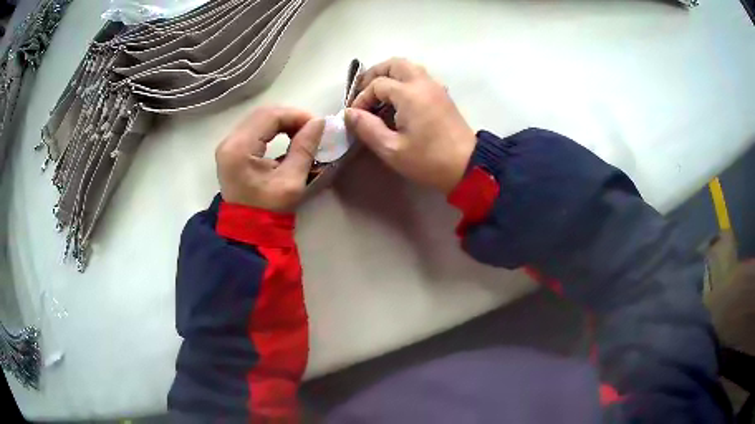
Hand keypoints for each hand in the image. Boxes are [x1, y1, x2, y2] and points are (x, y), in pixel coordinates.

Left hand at [215, 107, 324, 211]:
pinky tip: (286, 137)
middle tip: (311, 128)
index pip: (270, 116)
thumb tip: (319, 122)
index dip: (296, 115)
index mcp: (239, 149)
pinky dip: (272, 129)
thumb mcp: (291, 181)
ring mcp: (227, 145)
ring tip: (301, 133)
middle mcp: (229, 142)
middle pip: (263, 114)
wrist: (248, 232)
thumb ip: (304, 148)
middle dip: (290, 117)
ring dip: (282, 122)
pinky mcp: (230, 150)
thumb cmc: (269, 210)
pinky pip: (253, 129)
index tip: (317, 126)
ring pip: (258, 119)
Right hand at [346, 58, 476, 193]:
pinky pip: (419, 76)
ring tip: (379, 95)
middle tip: (364, 93)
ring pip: (409, 67)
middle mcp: (423, 83)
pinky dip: (404, 80)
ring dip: (390, 75)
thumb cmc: (429, 160)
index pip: (377, 85)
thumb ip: (367, 128)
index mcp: (409, 94)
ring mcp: (435, 87)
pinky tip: (398, 101)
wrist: (468, 166)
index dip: (361, 99)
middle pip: (394, 64)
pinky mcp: (442, 94)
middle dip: (375, 75)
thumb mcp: (392, 149)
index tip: (356, 117)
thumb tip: (350, 114)